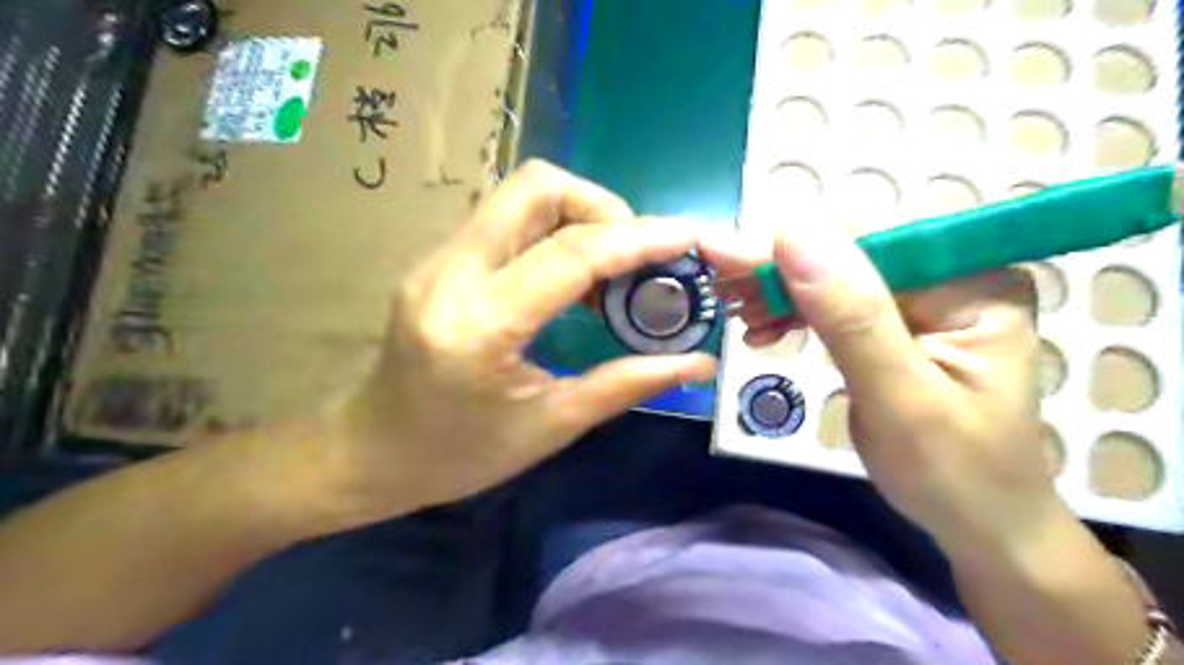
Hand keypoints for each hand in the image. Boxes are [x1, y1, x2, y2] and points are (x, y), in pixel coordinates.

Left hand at [315, 160, 715, 528]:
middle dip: (602, 206)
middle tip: (636, 256)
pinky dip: (552, 231)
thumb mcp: (551, 426)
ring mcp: (437, 259)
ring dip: (579, 215)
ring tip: (610, 269)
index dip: (638, 238)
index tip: (686, 237)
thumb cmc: (461, 456)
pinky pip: (506, 219)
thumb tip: (696, 362)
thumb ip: (626, 384)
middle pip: (536, 187)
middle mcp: (450, 273)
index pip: (570, 253)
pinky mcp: (438, 259)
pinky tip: (571, 276)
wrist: (372, 452)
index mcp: (480, 325)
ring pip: (519, 194)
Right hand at [696, 225, 1049, 553]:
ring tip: (736, 311)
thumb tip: (791, 231)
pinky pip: (834, 304)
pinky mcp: (897, 323)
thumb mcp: (899, 397)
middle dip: (777, 271)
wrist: (976, 522)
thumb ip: (849, 315)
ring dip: (778, 292)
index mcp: (972, 282)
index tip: (720, 252)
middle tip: (718, 285)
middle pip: (845, 255)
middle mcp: (950, 275)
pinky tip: (762, 328)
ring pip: (832, 276)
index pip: (865, 242)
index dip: (789, 246)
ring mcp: (923, 299)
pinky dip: (792, 313)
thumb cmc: (952, 472)